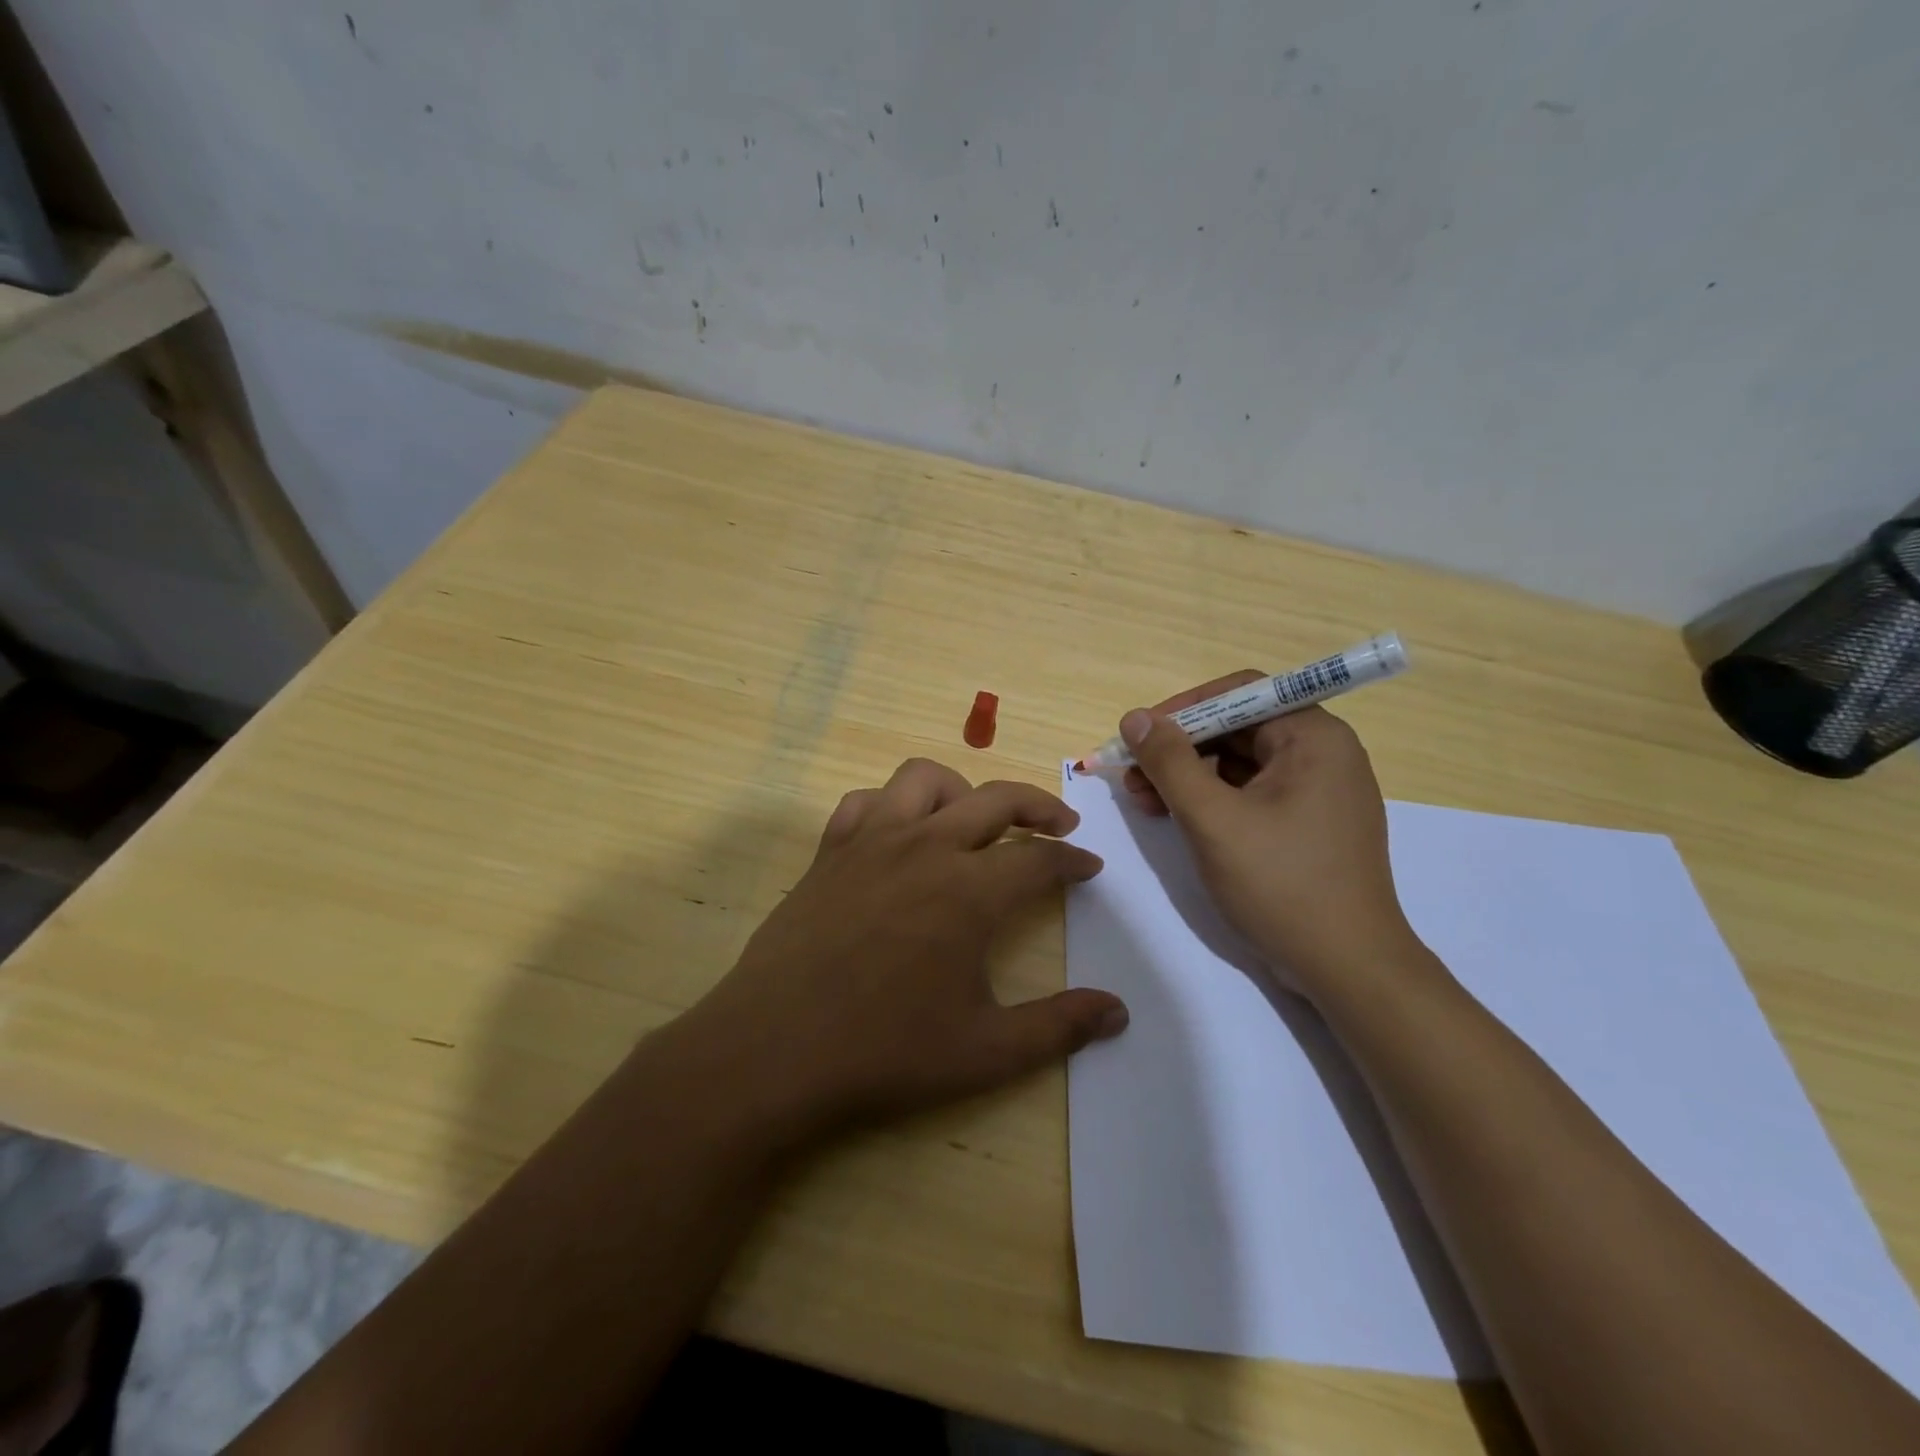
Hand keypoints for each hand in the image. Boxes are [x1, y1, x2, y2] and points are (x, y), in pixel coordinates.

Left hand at [678, 759, 1129, 1144]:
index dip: (1073, 861)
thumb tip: (1118, 1012)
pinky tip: (898, 835)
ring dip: (963, 790)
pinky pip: (865, 802)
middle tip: (1060, 825)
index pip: (1039, 858)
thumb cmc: (885, 1052)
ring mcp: (872, 841)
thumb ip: (1058, 1027)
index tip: (1089, 868)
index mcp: (970, 891)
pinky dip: (891, 805)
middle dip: (1039, 805)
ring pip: (925, 780)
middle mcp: (926, 848)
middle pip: (996, 799)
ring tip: (975, 820)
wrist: (775, 1049)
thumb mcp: (986, 1052)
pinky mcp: (830, 851)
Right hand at [1119, 672, 1417, 994]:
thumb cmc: (1281, 884)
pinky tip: (1175, 817)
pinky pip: (1252, 792)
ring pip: (1240, 762)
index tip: (1140, 734)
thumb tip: (1136, 718)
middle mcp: (1322, 753)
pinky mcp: (1308, 824)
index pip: (1240, 693)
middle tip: (1132, 774)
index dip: (1183, 708)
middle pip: (1237, 727)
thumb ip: (1170, 762)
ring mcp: (1318, 791)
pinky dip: (1212, 799)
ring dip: (1188, 775)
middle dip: (1180, 747)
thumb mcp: (1213, 819)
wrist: (1347, 969)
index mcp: (1314, 737)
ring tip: (1143, 799)